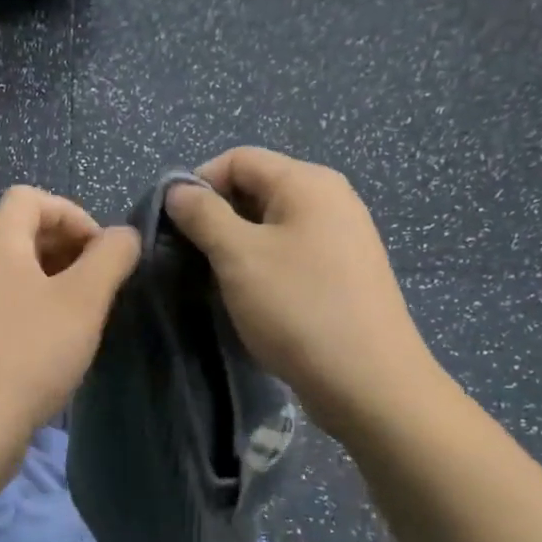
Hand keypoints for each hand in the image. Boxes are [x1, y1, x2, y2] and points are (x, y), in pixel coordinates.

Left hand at [0, 186, 139, 459]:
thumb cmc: (29, 354)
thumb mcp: (83, 301)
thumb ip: (111, 258)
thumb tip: (124, 235)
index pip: (28, 198)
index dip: (71, 212)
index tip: (100, 252)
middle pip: (22, 234)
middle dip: (68, 249)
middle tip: (100, 285)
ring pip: (16, 275)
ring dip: (56, 283)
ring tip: (85, 316)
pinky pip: (6, 307)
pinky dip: (37, 311)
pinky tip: (58, 346)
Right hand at [165, 147, 442, 441]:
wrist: (369, 383)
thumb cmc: (298, 308)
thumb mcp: (238, 256)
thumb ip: (203, 214)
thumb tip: (178, 189)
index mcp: (308, 182)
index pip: (238, 159)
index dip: (198, 184)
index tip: (173, 225)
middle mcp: (331, 199)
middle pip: (257, 189)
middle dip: (217, 217)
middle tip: (190, 257)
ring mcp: (343, 237)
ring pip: (273, 225)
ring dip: (238, 245)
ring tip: (216, 280)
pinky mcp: (345, 273)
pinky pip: (293, 253)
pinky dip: (264, 266)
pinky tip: (253, 298)